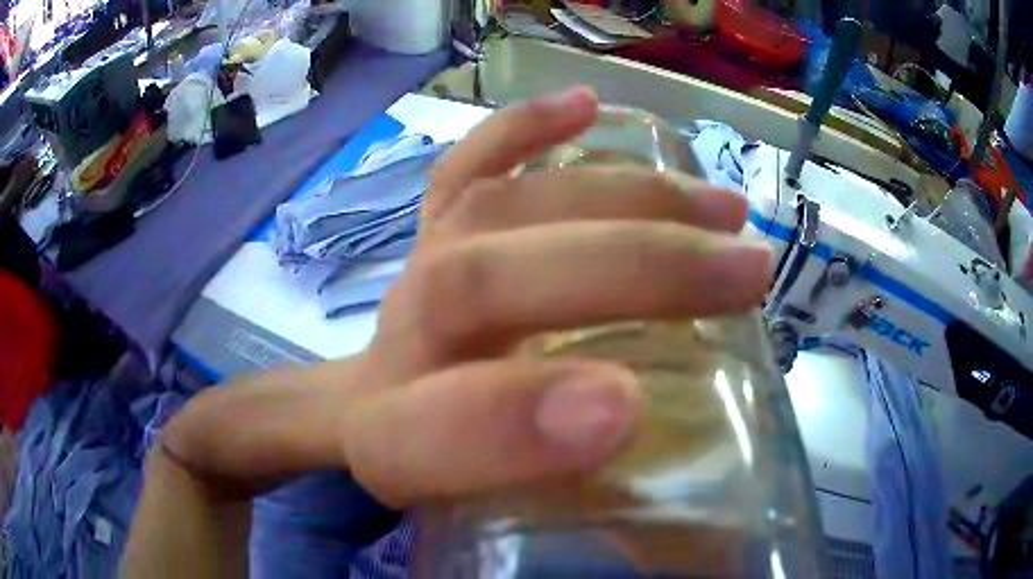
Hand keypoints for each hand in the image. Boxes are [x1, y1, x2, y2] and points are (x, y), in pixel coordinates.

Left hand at [339, 87, 771, 506]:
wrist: (367, 416)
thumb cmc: (447, 476)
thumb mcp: (503, 532)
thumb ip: (587, 539)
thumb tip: (708, 542)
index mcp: (389, 441)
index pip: (422, 432)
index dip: (510, 425)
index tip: (626, 412)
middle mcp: (396, 343)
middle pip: (481, 283)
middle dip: (626, 273)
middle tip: (750, 270)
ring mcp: (415, 269)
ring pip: (501, 208)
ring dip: (622, 199)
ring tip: (722, 208)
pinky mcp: (432, 228)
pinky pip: (466, 166)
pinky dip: (524, 129)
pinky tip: (585, 106)